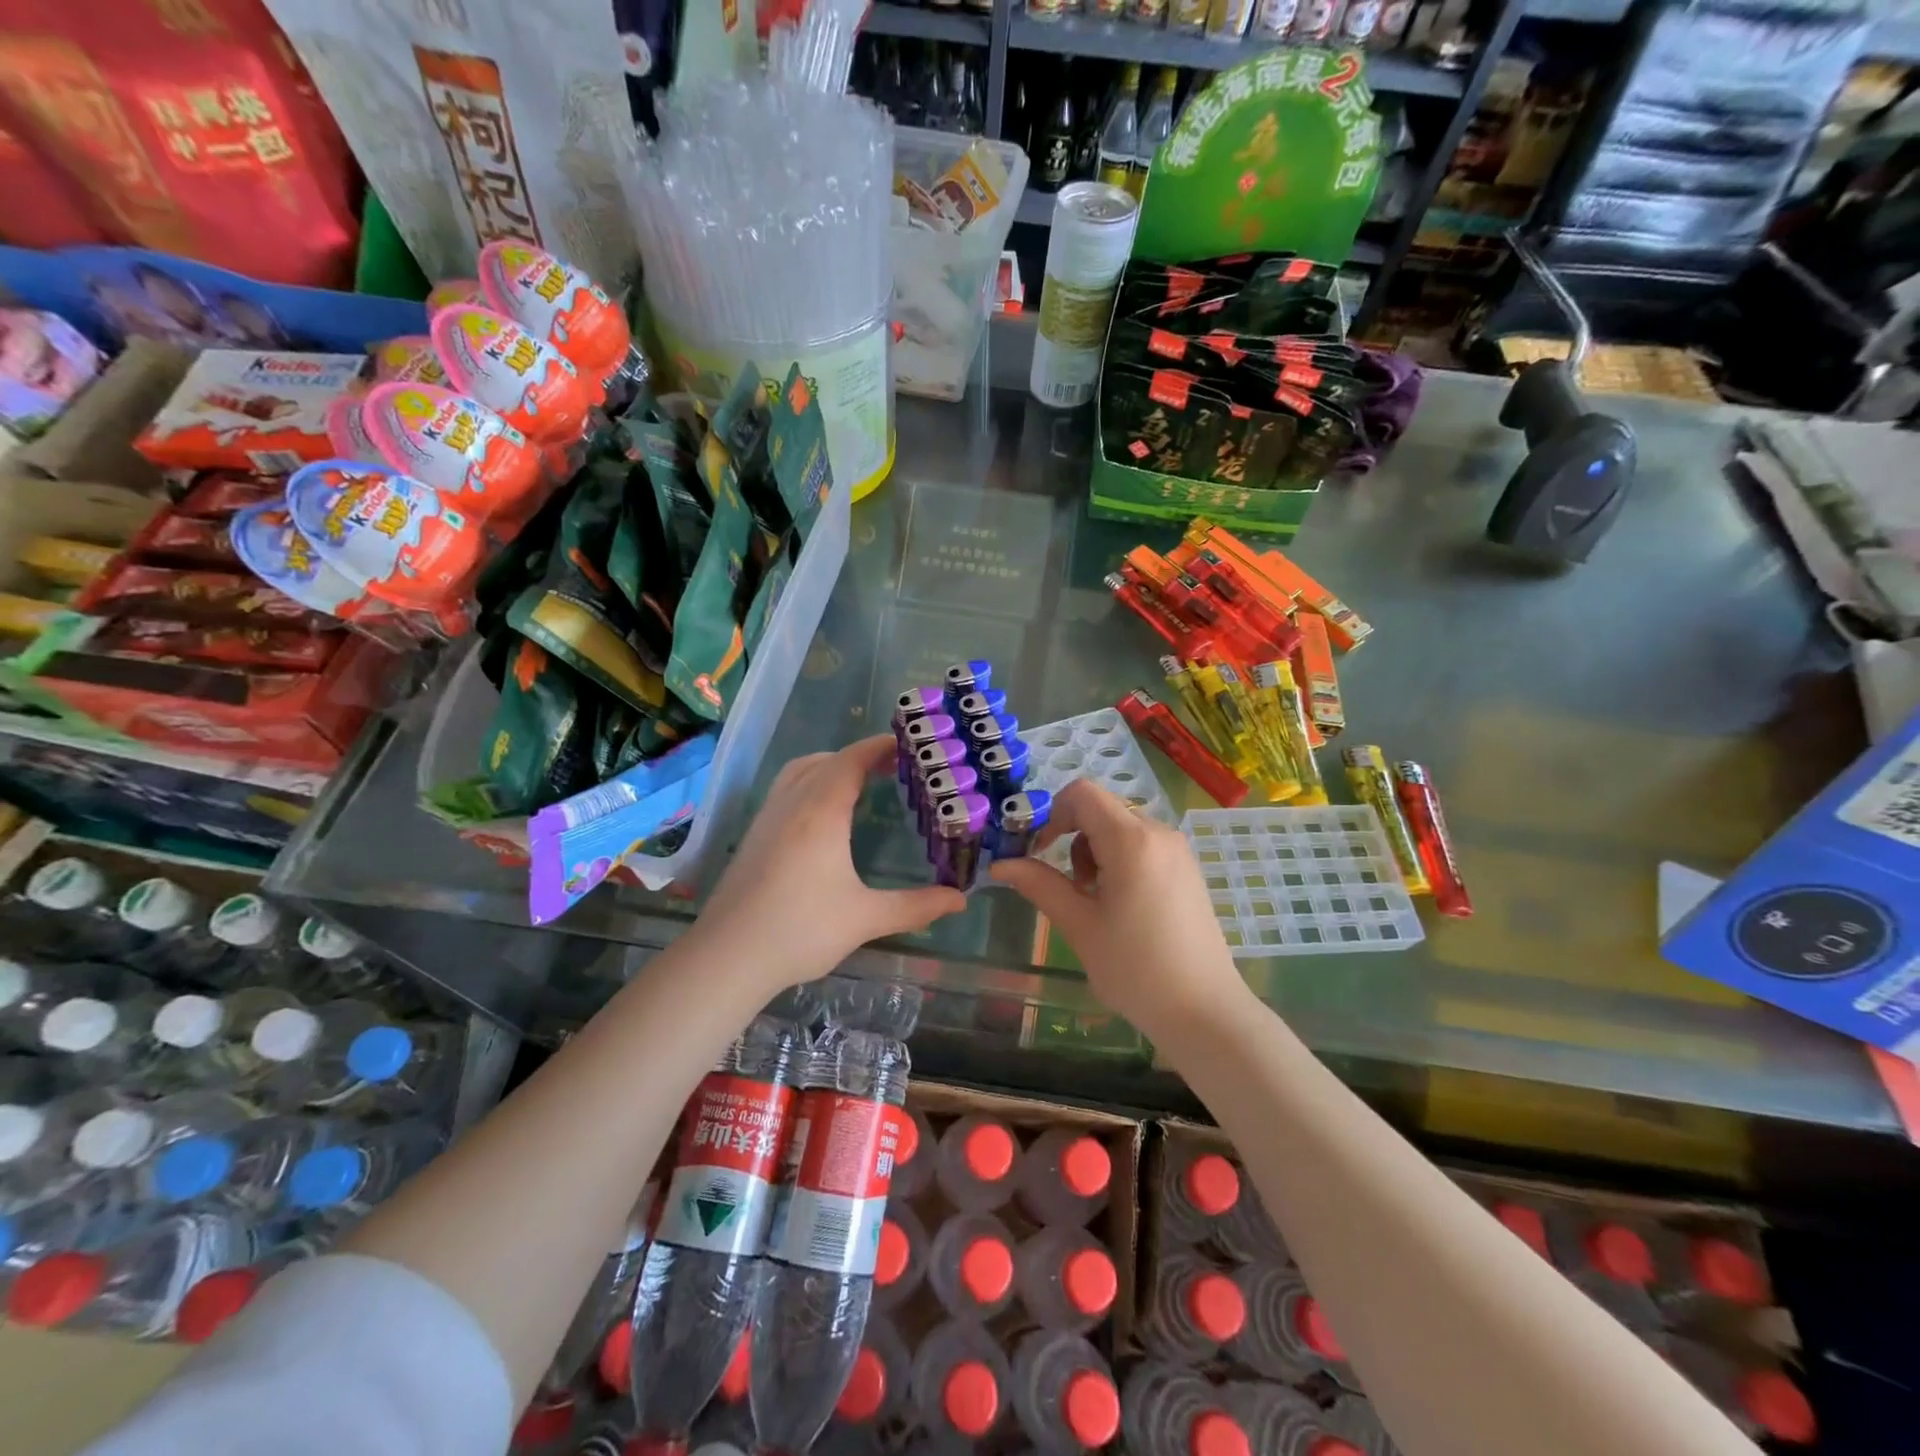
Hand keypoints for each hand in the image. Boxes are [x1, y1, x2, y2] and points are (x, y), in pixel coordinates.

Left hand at [697, 734, 965, 989]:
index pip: (852, 760)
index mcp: (821, 812)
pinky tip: (822, 815)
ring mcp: (767, 817)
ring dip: (830, 765)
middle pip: (826, 760)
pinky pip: (785, 789)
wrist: (727, 956)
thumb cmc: (800, 931)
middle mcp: (792, 803)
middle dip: (860, 756)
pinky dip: (810, 782)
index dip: (879, 747)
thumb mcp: (865, 919)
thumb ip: (915, 906)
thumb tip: (960, 899)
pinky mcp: (754, 835)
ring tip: (859, 783)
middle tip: (893, 767)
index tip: (908, 745)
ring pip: (799, 770)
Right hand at [990, 779, 1247, 1036]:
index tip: (1038, 851)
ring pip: (1120, 827)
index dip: (1051, 813)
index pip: (1082, 793)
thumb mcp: (1079, 925)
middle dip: (1073, 836)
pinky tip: (1120, 904)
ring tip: (1094, 901)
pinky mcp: (1186, 869)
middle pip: (1101, 808)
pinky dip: (1119, 860)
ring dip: (1094, 851)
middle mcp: (1159, 832)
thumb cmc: (1136, 969)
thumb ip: (1039, 884)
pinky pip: (1142, 844)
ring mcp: (1177, 850)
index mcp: (1131, 840)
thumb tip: (999, 864)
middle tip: (1068, 886)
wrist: (1204, 1012)